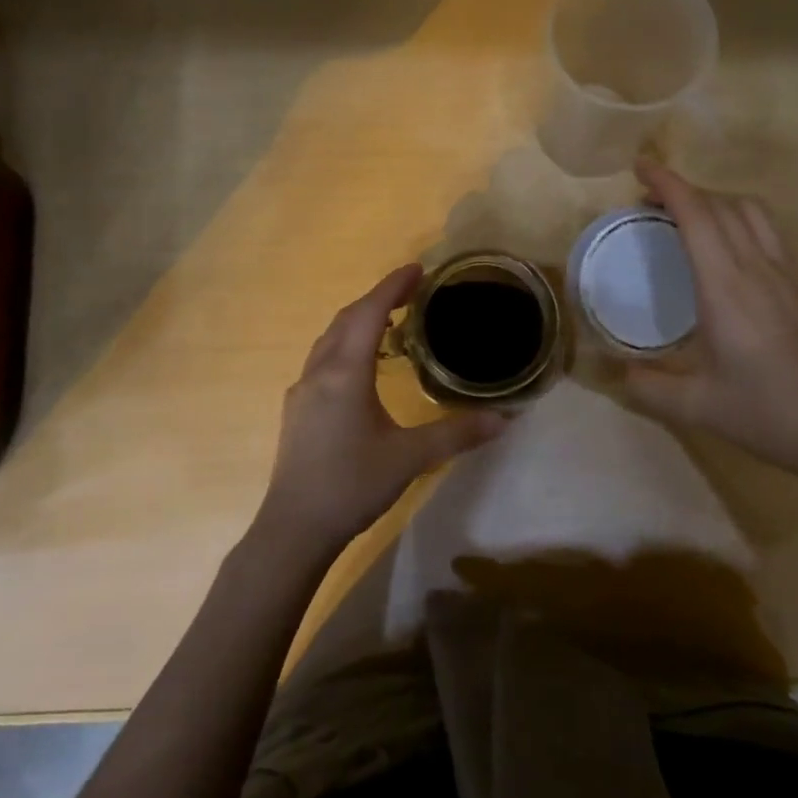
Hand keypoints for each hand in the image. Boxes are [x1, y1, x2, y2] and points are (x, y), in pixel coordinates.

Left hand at [259, 264, 506, 552]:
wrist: (294, 528)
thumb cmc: (351, 485)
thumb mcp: (410, 458)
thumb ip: (457, 433)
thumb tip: (504, 418)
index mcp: (345, 372)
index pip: (369, 313)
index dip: (392, 286)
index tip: (417, 268)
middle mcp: (319, 371)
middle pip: (346, 318)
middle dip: (377, 298)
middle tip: (411, 291)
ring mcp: (303, 389)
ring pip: (330, 338)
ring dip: (358, 320)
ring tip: (390, 321)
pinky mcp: (297, 408)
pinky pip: (323, 358)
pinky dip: (346, 343)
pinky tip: (361, 365)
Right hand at [621, 159, 797, 486]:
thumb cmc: (766, 414)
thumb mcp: (695, 407)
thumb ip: (646, 387)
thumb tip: (613, 370)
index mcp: (726, 289)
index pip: (696, 215)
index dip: (668, 183)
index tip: (641, 167)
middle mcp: (758, 268)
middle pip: (721, 204)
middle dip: (684, 189)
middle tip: (650, 200)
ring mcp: (787, 273)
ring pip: (751, 211)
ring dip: (715, 200)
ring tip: (687, 216)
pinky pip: (770, 230)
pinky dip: (740, 218)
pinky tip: (729, 246)